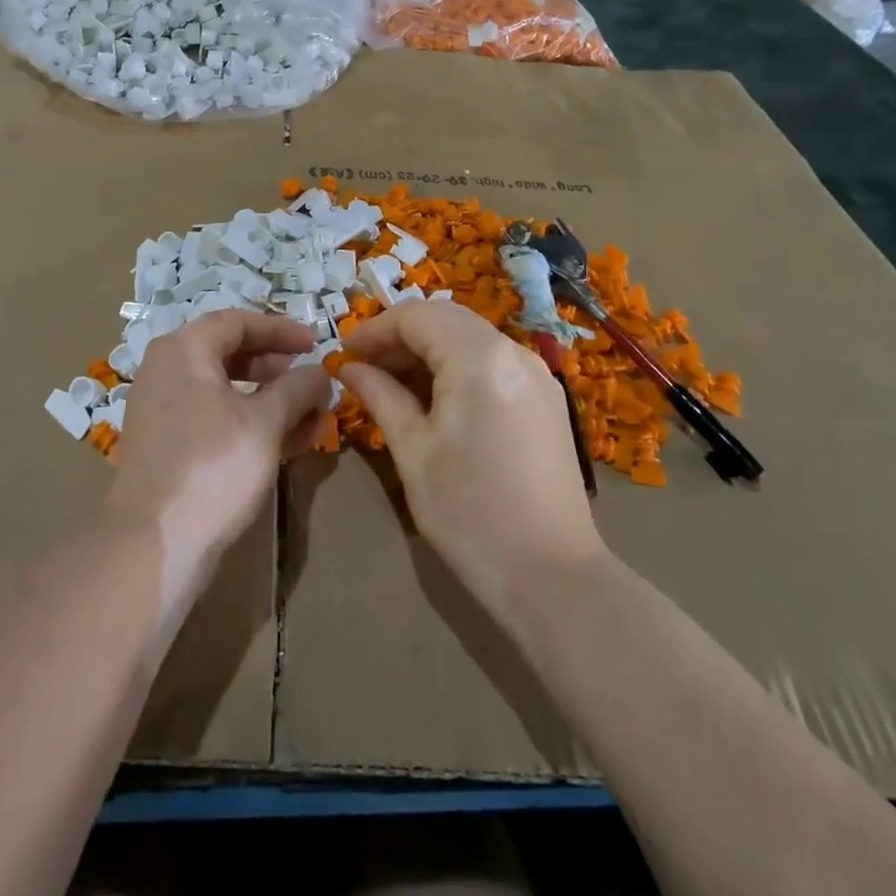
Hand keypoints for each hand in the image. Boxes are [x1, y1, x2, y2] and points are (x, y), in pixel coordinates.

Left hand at [106, 311, 331, 593]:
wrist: (153, 545)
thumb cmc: (212, 468)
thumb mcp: (264, 424)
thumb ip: (296, 389)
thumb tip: (320, 372)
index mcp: (184, 350)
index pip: (237, 322)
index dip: (281, 330)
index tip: (316, 342)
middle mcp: (167, 370)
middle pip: (229, 353)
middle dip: (277, 367)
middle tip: (311, 381)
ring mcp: (163, 409)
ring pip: (224, 390)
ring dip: (269, 399)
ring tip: (310, 417)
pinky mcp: (167, 444)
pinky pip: (213, 417)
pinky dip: (248, 422)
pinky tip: (287, 443)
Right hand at [340, 302, 604, 615]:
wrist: (553, 578)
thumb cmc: (470, 512)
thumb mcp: (413, 451)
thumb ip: (380, 396)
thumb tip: (350, 368)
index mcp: (479, 357)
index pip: (416, 317)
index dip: (374, 330)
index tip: (343, 355)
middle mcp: (514, 352)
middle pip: (446, 319)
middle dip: (400, 336)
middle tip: (364, 367)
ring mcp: (537, 375)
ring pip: (470, 338)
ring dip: (428, 350)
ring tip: (391, 385)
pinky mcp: (546, 400)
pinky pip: (492, 363)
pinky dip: (457, 367)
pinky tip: (434, 400)